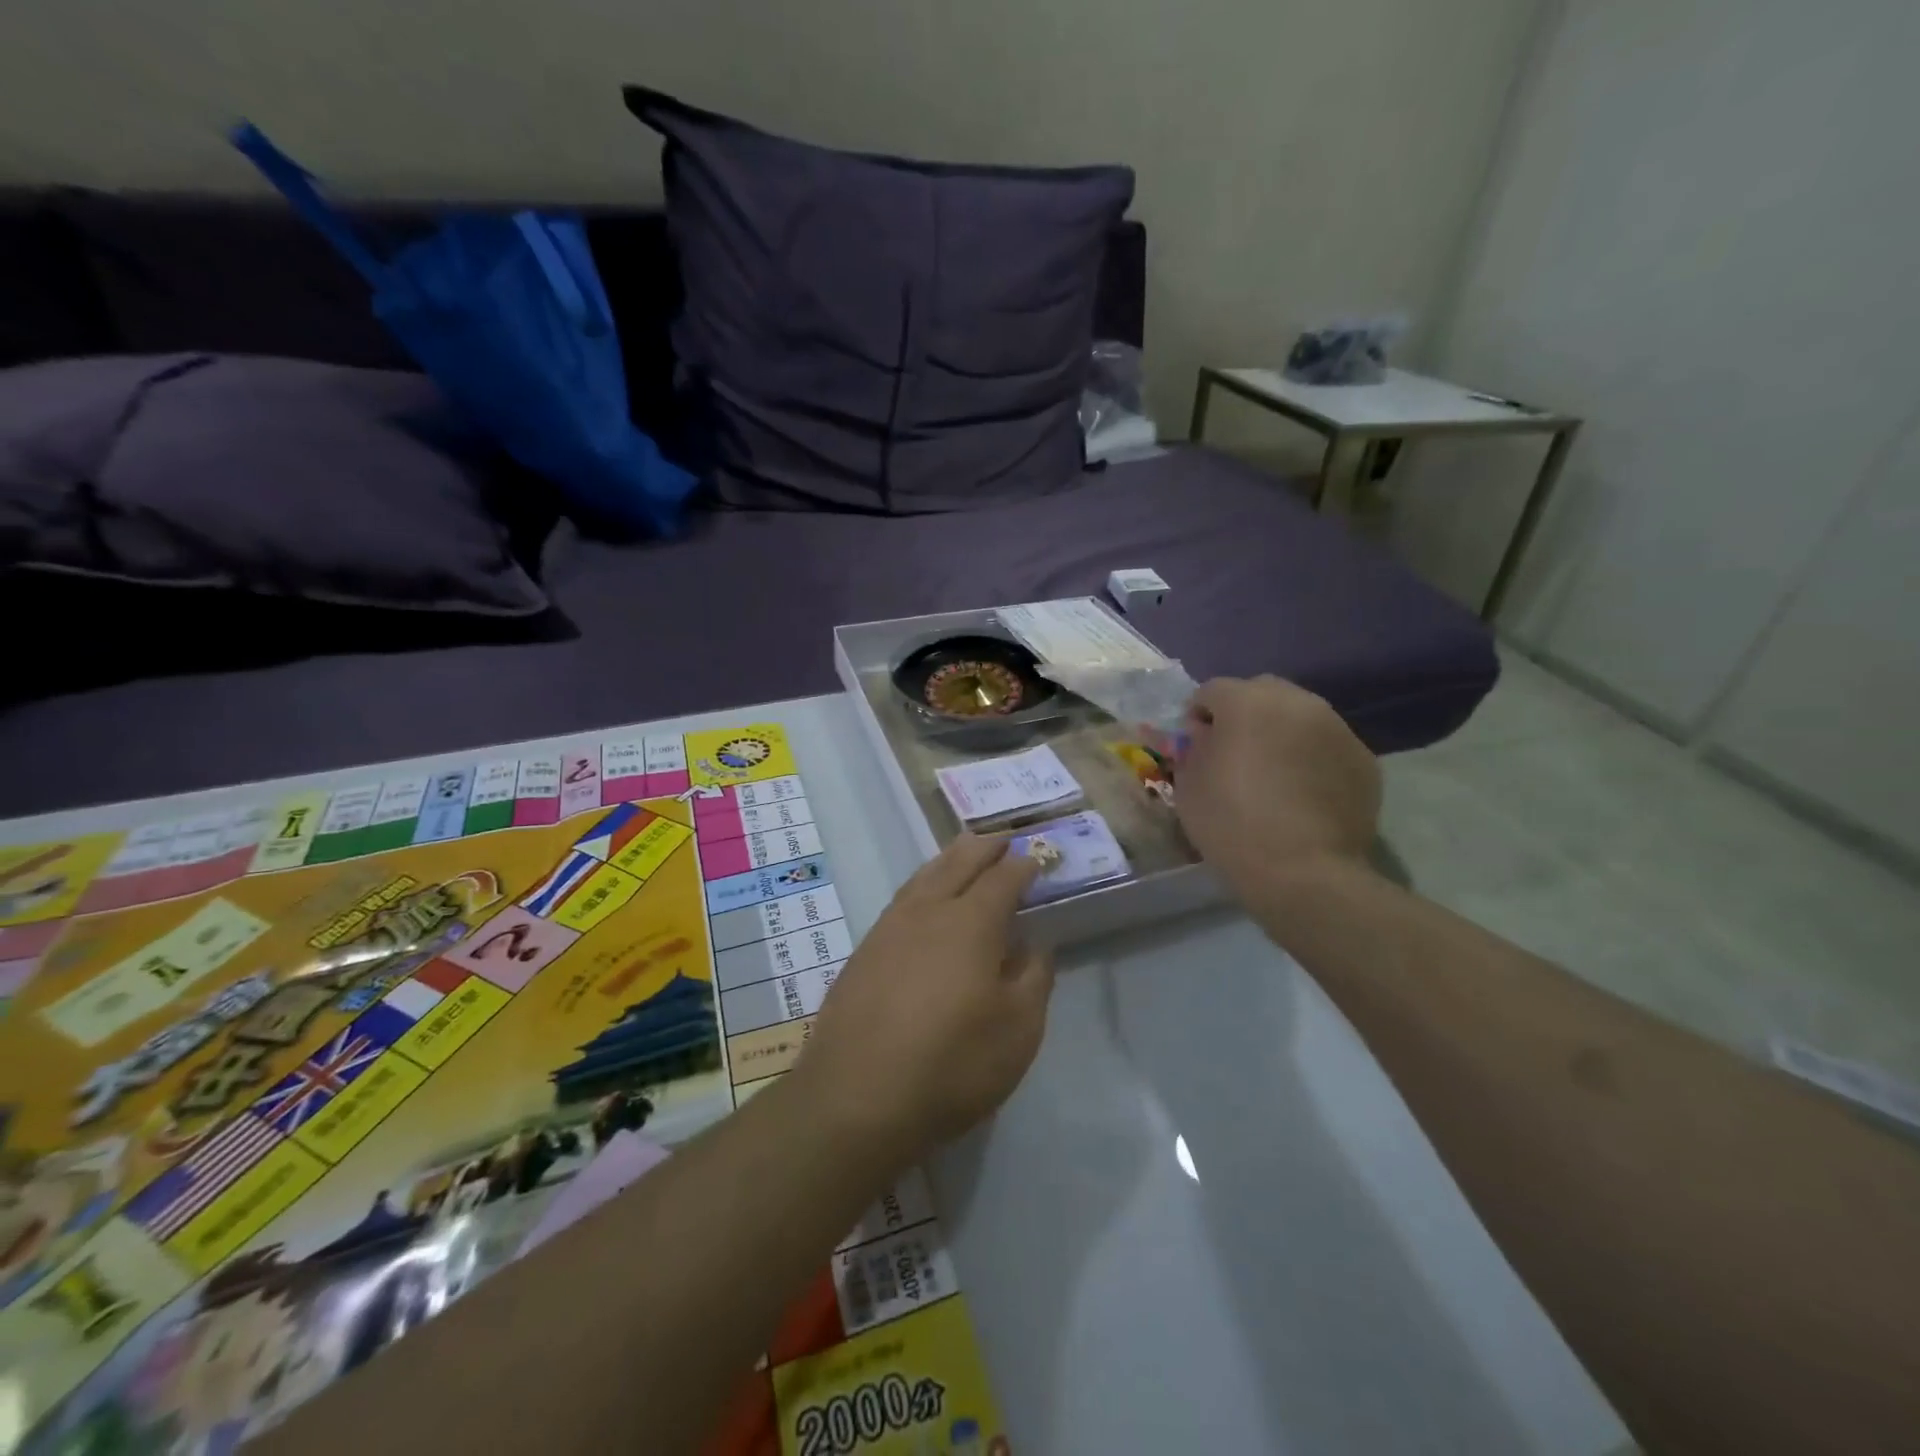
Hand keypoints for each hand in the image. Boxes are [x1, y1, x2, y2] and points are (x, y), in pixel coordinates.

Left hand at [798, 835, 1053, 1170]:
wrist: (856, 1096)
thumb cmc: (951, 1064)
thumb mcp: (1017, 1030)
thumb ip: (1033, 979)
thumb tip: (1034, 945)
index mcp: (971, 922)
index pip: (1003, 878)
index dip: (1024, 866)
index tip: (1038, 858)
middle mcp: (928, 911)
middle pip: (959, 862)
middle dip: (985, 847)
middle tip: (1004, 838)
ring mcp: (889, 928)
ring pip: (925, 875)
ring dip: (950, 858)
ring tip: (964, 852)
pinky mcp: (864, 951)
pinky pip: (902, 899)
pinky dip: (923, 884)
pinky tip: (924, 898)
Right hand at [1176, 675, 1381, 895]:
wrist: (1302, 872)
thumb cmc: (1231, 824)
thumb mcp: (1188, 785)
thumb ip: (1194, 747)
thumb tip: (1207, 735)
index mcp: (1246, 702)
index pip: (1212, 691)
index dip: (1197, 717)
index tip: (1196, 747)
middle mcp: (1296, 702)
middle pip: (1261, 692)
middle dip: (1243, 714)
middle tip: (1234, 753)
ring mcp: (1336, 728)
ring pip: (1299, 716)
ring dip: (1280, 733)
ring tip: (1273, 773)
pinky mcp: (1363, 758)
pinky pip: (1327, 745)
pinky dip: (1311, 757)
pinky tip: (1302, 793)